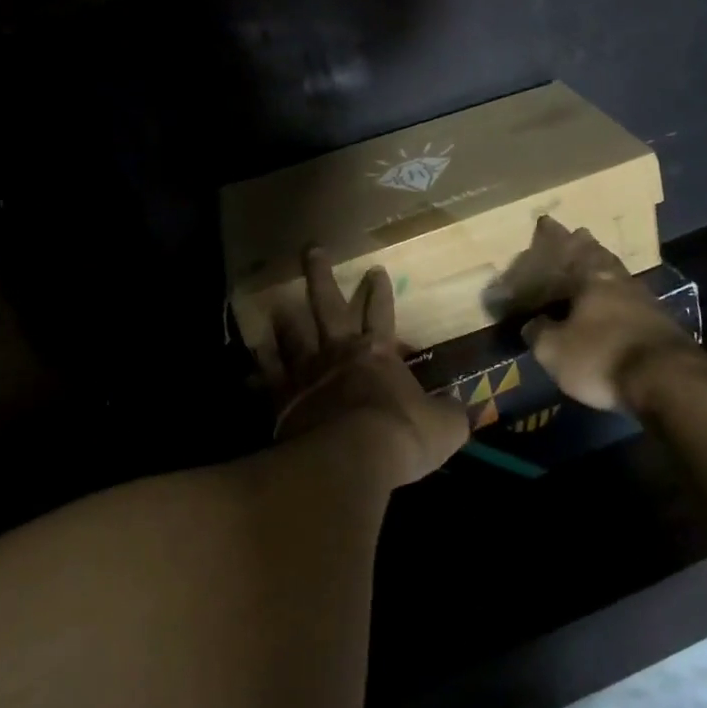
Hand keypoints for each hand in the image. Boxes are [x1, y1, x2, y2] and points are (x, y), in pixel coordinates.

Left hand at [261, 248, 468, 487]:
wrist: (352, 457)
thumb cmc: (403, 436)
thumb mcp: (444, 427)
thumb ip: (449, 414)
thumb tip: (460, 410)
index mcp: (378, 353)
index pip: (381, 313)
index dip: (380, 293)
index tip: (375, 270)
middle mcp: (339, 353)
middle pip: (328, 305)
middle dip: (321, 276)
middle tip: (311, 249)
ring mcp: (306, 373)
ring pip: (292, 336)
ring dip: (286, 320)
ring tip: (277, 305)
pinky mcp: (281, 398)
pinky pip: (265, 380)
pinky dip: (258, 373)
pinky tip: (247, 371)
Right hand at [493, 216, 702, 411]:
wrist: (667, 381)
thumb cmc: (601, 356)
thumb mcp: (554, 350)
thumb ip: (539, 332)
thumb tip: (533, 323)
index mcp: (592, 277)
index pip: (570, 247)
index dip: (555, 236)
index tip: (546, 221)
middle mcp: (621, 281)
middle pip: (601, 257)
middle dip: (587, 247)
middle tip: (576, 237)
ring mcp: (647, 302)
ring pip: (619, 278)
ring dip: (606, 273)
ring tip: (593, 274)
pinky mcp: (662, 326)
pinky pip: (632, 304)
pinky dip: (619, 302)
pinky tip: (615, 309)